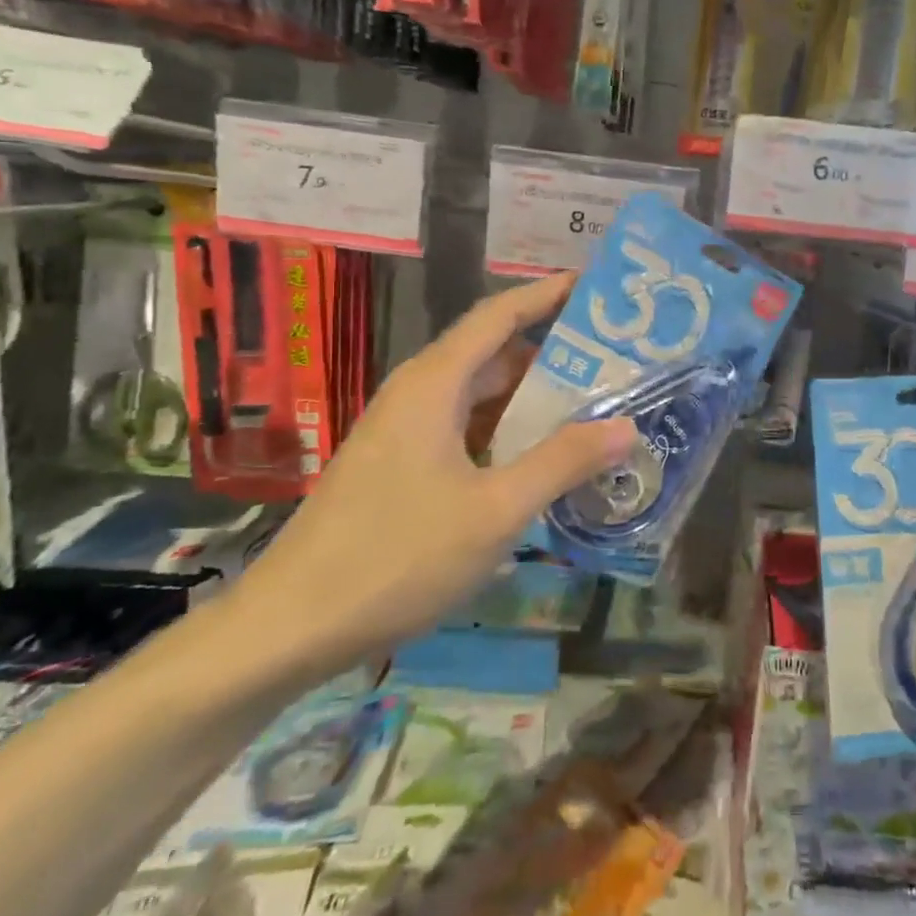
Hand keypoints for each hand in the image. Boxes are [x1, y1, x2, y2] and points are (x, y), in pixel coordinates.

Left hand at [221, 274, 635, 686]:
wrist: (289, 628)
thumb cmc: (396, 556)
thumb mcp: (496, 510)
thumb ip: (563, 461)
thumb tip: (626, 425)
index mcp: (434, 384)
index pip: (499, 315)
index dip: (547, 295)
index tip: (595, 287)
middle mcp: (417, 395)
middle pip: (494, 354)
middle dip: (554, 353)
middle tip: (616, 361)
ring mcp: (404, 433)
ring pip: (480, 397)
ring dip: (533, 400)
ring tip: (594, 407)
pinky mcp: (400, 468)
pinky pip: (466, 431)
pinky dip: (508, 434)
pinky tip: (543, 461)